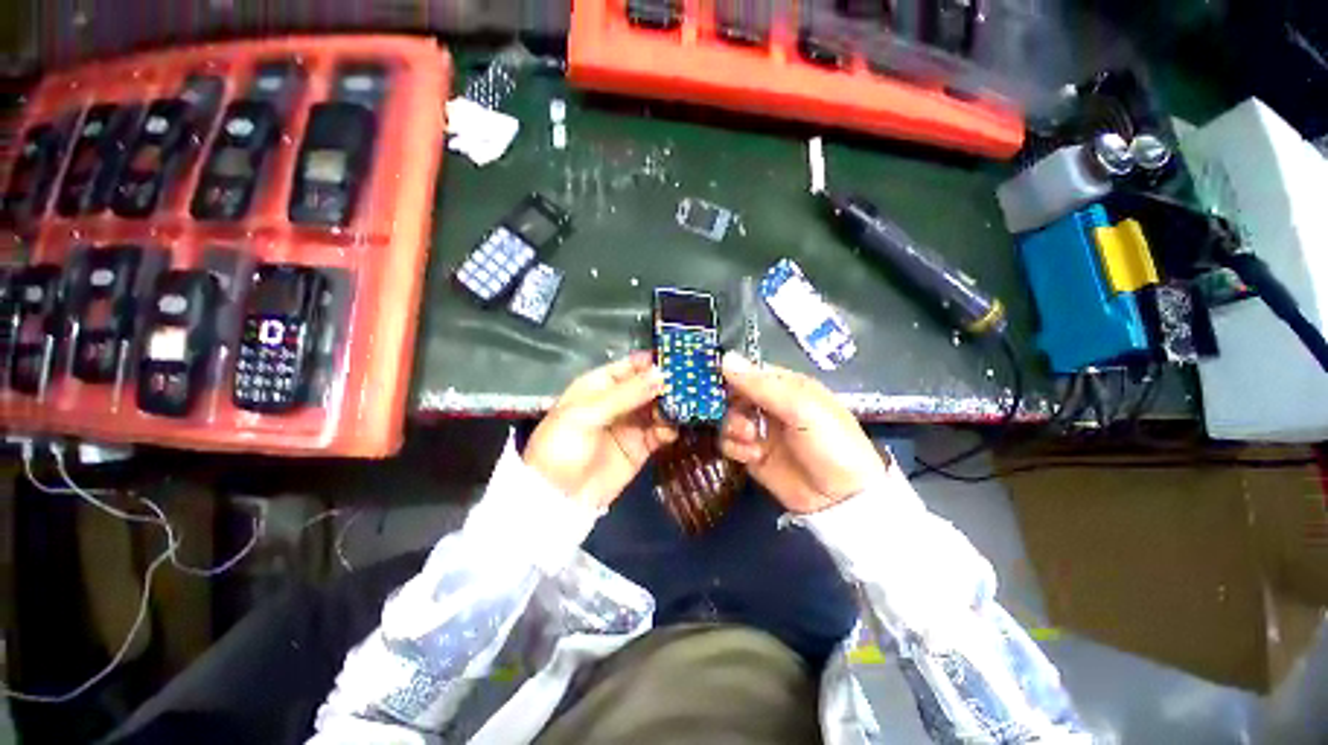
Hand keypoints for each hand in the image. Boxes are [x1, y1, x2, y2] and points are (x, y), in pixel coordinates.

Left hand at [524, 352, 677, 509]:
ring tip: (688, 404)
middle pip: (648, 386)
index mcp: (599, 387)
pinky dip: (670, 428)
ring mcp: (631, 424)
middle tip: (691, 381)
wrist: (559, 498)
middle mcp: (618, 402)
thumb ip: (626, 395)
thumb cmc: (563, 447)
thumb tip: (661, 375)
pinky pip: (661, 432)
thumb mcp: (587, 414)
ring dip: (672, 405)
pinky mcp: (642, 447)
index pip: (629, 367)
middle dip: (667, 383)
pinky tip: (675, 428)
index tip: (676, 358)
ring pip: (658, 407)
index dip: (650, 362)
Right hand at [719, 352, 889, 513]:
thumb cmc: (830, 444)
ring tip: (751, 438)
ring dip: (733, 427)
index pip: (752, 371)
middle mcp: (770, 405)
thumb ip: (763, 385)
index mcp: (787, 387)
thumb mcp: (802, 409)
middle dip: (731, 404)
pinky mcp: (752, 454)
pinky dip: (735, 447)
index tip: (716, 380)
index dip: (733, 373)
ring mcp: (760, 430)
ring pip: (728, 418)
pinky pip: (728, 442)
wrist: (841, 500)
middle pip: (734, 394)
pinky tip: (753, 455)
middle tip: (740, 414)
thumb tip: (726, 358)